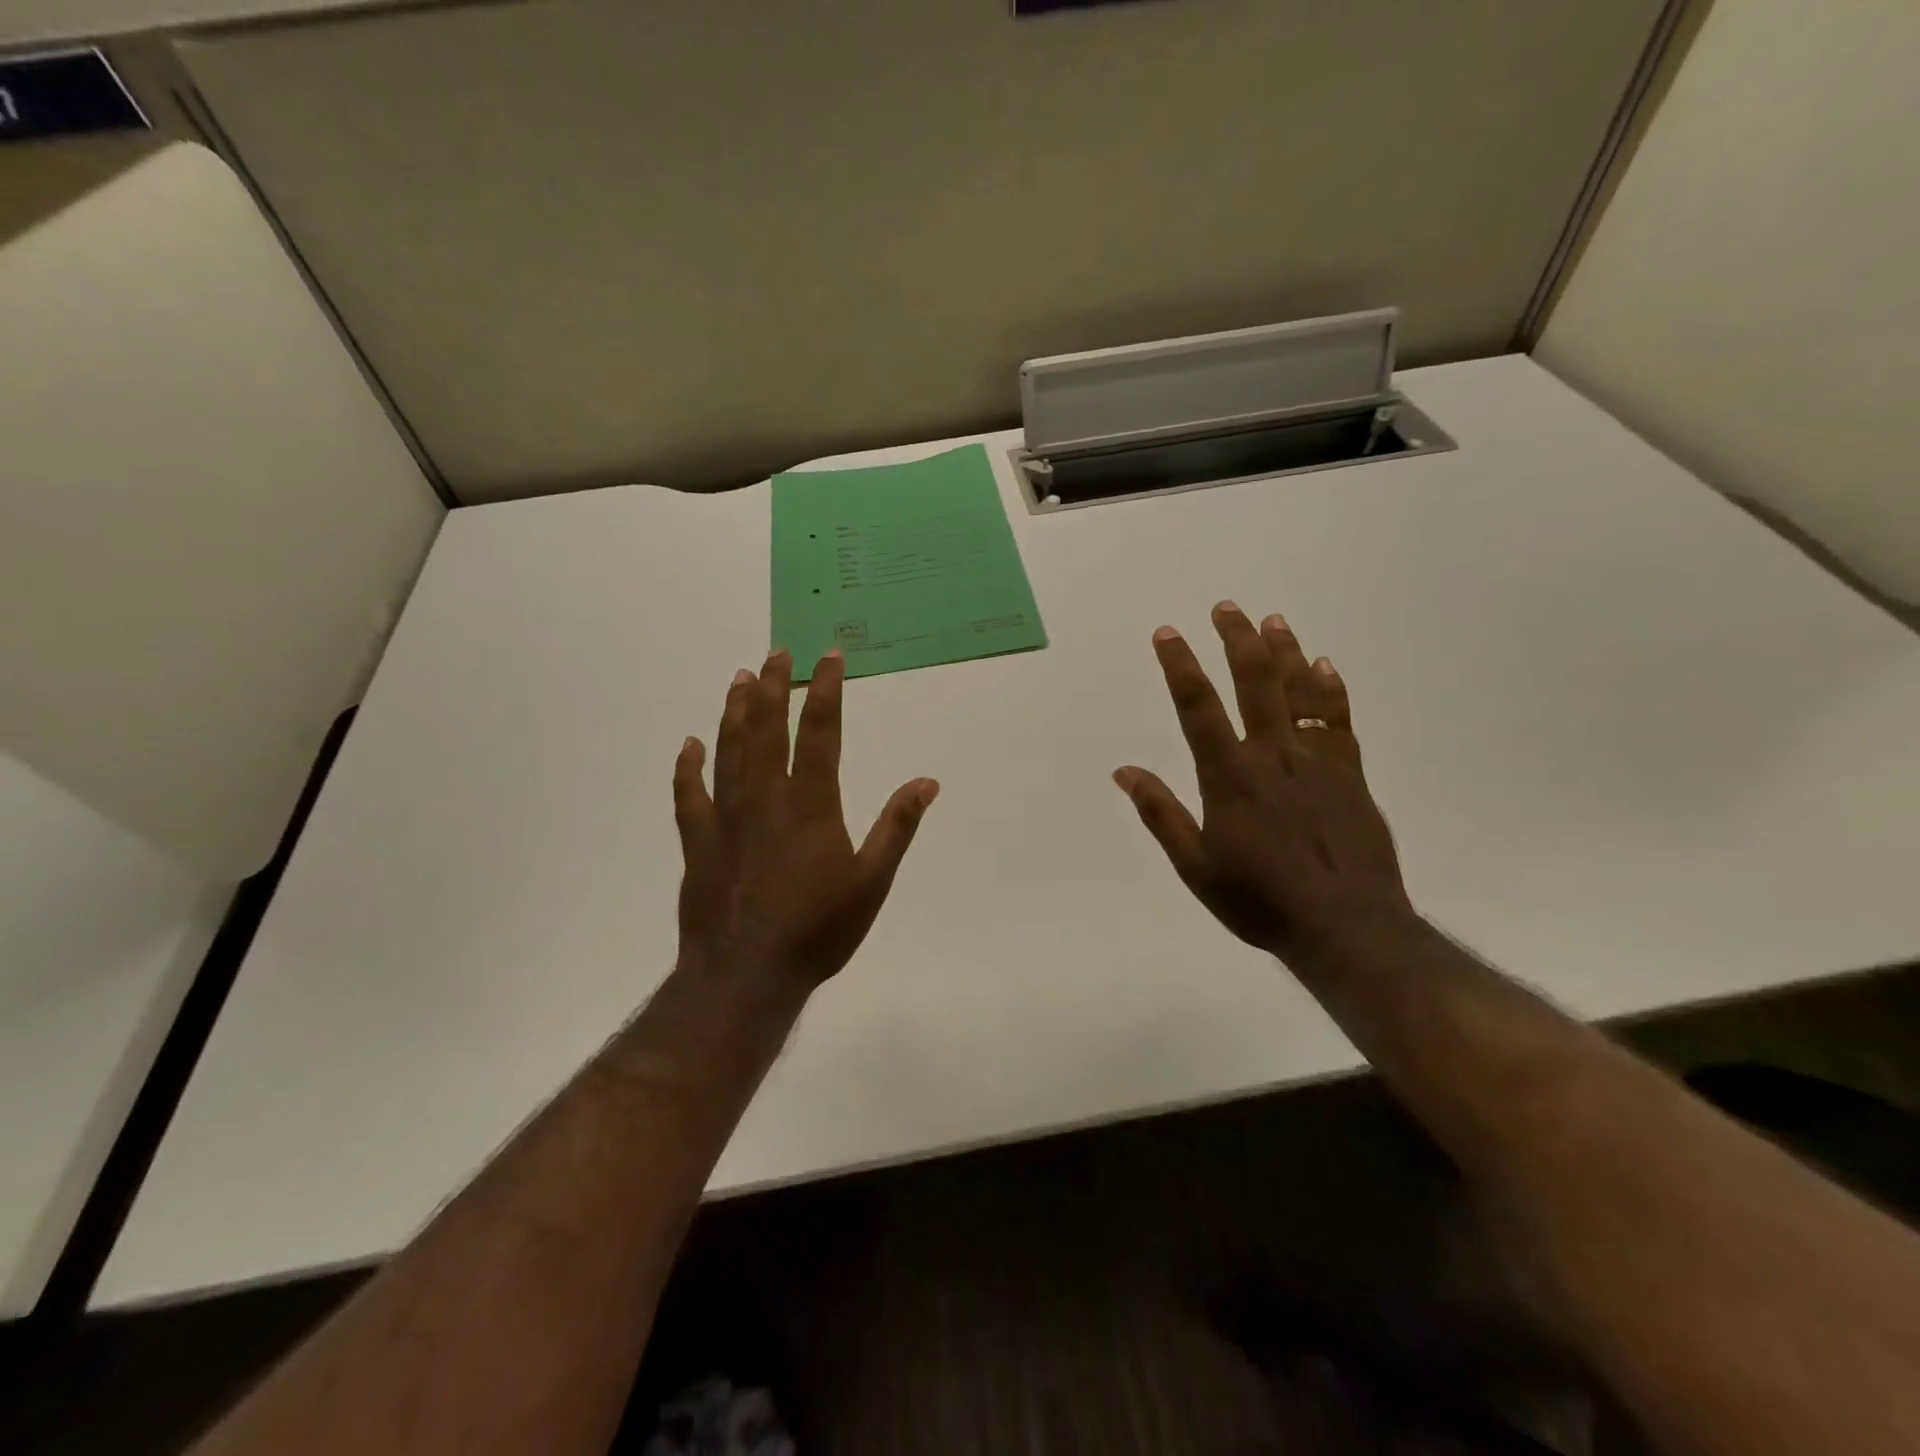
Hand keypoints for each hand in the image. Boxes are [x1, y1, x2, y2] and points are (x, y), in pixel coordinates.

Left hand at [673, 648, 938, 987]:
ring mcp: (726, 817)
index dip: (826, 689)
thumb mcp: (872, 882)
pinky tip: (689, 745)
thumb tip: (927, 782)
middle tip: (775, 653)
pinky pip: (689, 795)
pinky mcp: (699, 842)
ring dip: (735, 711)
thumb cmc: (818, 929)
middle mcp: (765, 798)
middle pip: (767, 728)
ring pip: (729, 750)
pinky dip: (688, 767)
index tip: (829, 656)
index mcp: (810, 804)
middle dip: (772, 686)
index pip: (820, 731)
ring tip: (739, 678)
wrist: (746, 975)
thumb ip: (897, 827)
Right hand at [1113, 602, 1415, 964]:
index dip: (1180, 666)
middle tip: (1226, 607)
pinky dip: (1330, 688)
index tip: (1167, 633)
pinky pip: (1338, 718)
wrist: (1345, 926)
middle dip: (1237, 641)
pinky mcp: (1349, 773)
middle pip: (1254, 683)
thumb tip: (1125, 771)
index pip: (1198, 707)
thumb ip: (1161, 814)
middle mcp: (1272, 755)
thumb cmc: (1259, 900)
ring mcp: (1316, 761)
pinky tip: (1323, 665)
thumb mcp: (1195, 866)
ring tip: (1272, 620)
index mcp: (1229, 777)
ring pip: (1299, 691)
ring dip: (1284, 652)